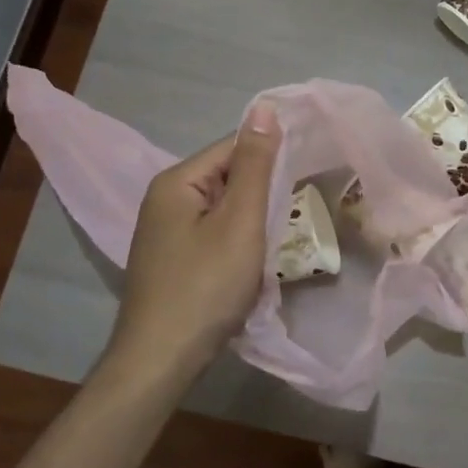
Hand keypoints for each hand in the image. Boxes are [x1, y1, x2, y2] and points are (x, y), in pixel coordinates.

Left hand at [102, 104, 282, 387]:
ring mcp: (164, 232)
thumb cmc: (205, 286)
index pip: (233, 148)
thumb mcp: (240, 221)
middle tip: (296, 214)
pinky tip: (250, 265)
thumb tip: (264, 106)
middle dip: (261, 195)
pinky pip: (212, 235)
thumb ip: (255, 164)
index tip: (306, 175)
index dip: (271, 158)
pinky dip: (235, 244)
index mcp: (177, 181)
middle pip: (226, 178)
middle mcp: (164, 198)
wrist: (160, 361)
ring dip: (251, 222)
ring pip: (222, 210)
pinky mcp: (171, 260)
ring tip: (275, 241)